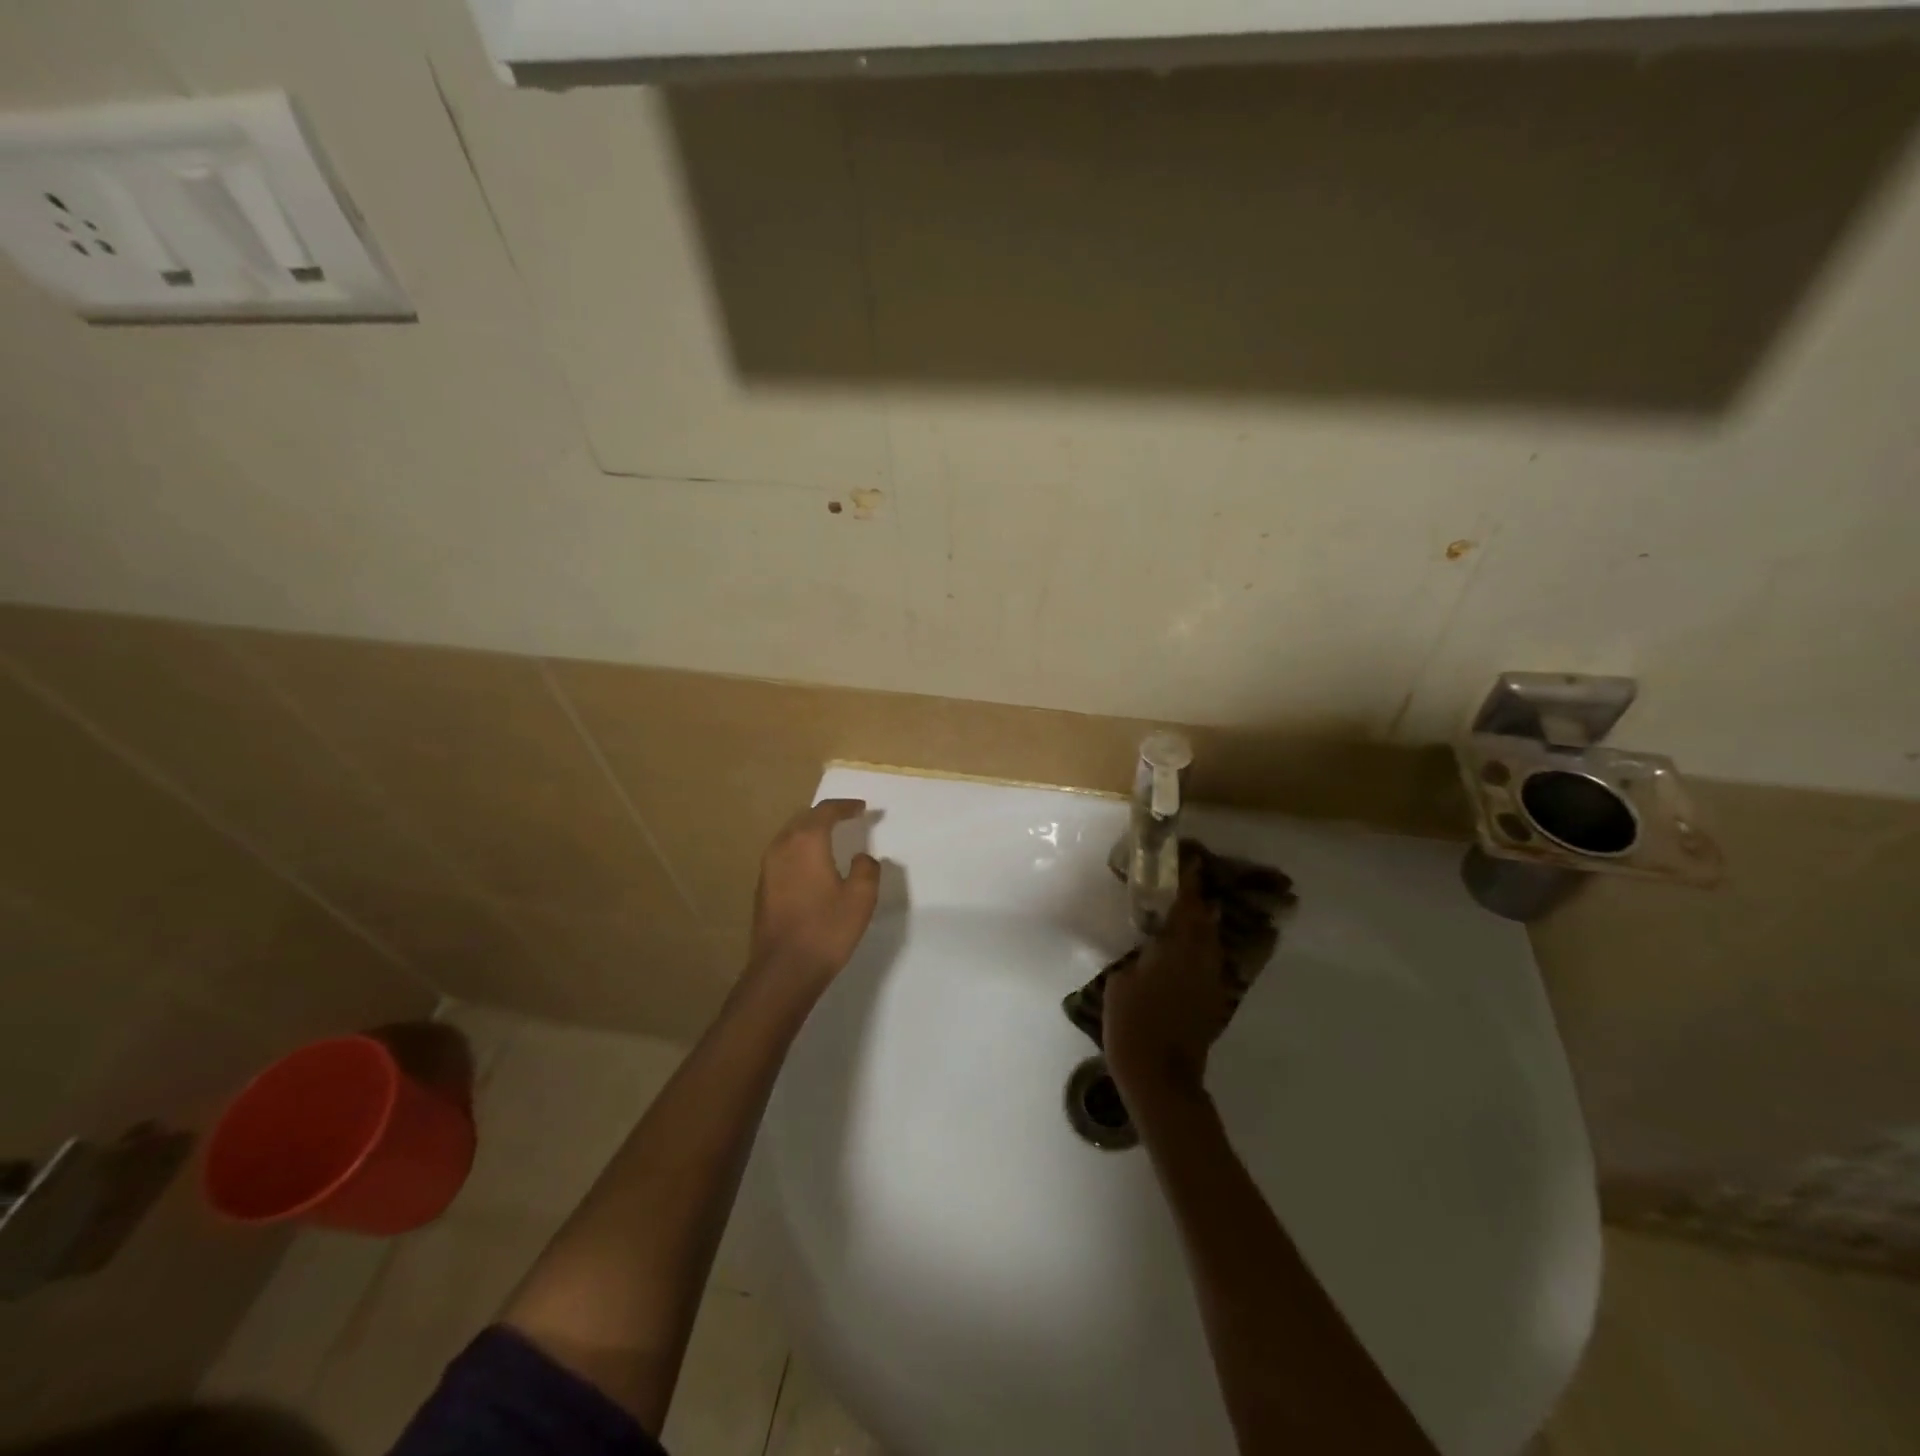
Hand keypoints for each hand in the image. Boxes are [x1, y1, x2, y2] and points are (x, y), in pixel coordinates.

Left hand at [745, 799, 880, 995]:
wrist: (783, 970)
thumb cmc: (826, 930)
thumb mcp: (861, 899)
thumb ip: (866, 870)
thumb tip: (862, 858)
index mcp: (807, 842)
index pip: (826, 811)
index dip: (846, 806)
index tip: (862, 808)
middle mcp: (782, 847)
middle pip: (804, 818)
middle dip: (826, 815)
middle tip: (848, 817)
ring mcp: (768, 867)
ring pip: (790, 835)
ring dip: (810, 831)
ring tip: (830, 837)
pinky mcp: (763, 887)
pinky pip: (783, 854)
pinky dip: (800, 849)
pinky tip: (812, 864)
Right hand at [1103, 861, 1230, 1101]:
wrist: (1161, 1078)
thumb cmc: (1133, 1026)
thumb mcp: (1119, 984)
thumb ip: (1135, 960)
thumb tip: (1144, 951)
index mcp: (1176, 950)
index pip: (1185, 907)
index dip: (1187, 883)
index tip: (1189, 861)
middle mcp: (1200, 961)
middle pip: (1205, 923)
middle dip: (1197, 902)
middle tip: (1185, 885)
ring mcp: (1210, 983)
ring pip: (1210, 944)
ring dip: (1201, 926)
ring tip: (1187, 914)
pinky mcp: (1211, 1003)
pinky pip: (1208, 965)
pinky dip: (1200, 952)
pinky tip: (1185, 954)